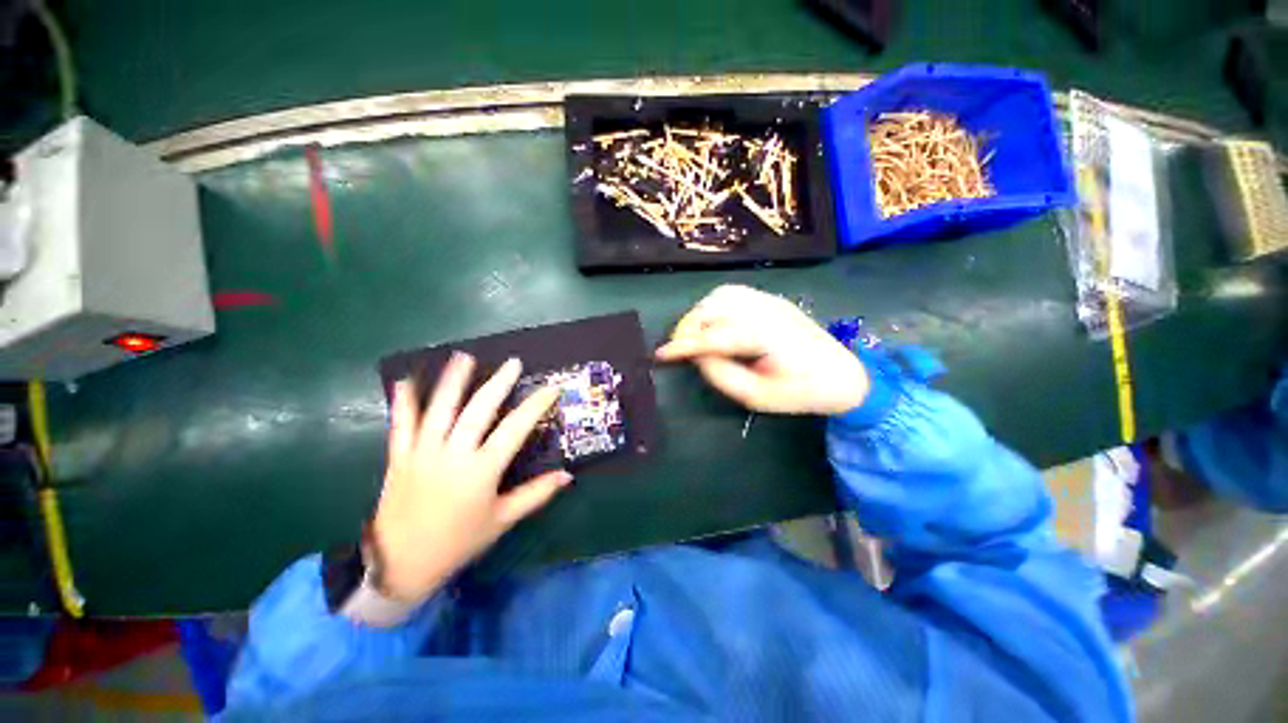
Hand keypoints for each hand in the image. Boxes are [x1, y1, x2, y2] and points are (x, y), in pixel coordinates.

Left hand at [371, 353, 571, 603]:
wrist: (401, 564)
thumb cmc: (459, 542)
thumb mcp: (502, 520)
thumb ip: (536, 494)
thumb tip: (568, 475)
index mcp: (482, 470)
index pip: (516, 428)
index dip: (536, 405)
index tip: (552, 388)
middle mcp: (453, 454)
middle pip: (479, 410)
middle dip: (498, 383)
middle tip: (512, 363)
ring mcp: (423, 453)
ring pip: (440, 409)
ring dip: (453, 381)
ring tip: (465, 357)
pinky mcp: (400, 457)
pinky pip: (401, 425)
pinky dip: (404, 402)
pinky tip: (404, 379)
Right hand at [656, 285, 868, 414]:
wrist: (843, 375)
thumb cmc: (801, 392)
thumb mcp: (758, 396)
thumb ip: (722, 375)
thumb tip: (697, 356)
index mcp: (764, 336)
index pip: (713, 335)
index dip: (683, 345)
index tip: (661, 355)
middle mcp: (765, 310)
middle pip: (713, 306)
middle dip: (689, 326)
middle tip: (682, 349)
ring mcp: (770, 300)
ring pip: (721, 295)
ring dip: (701, 313)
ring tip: (697, 336)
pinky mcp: (772, 299)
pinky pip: (733, 293)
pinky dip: (715, 306)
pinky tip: (715, 323)